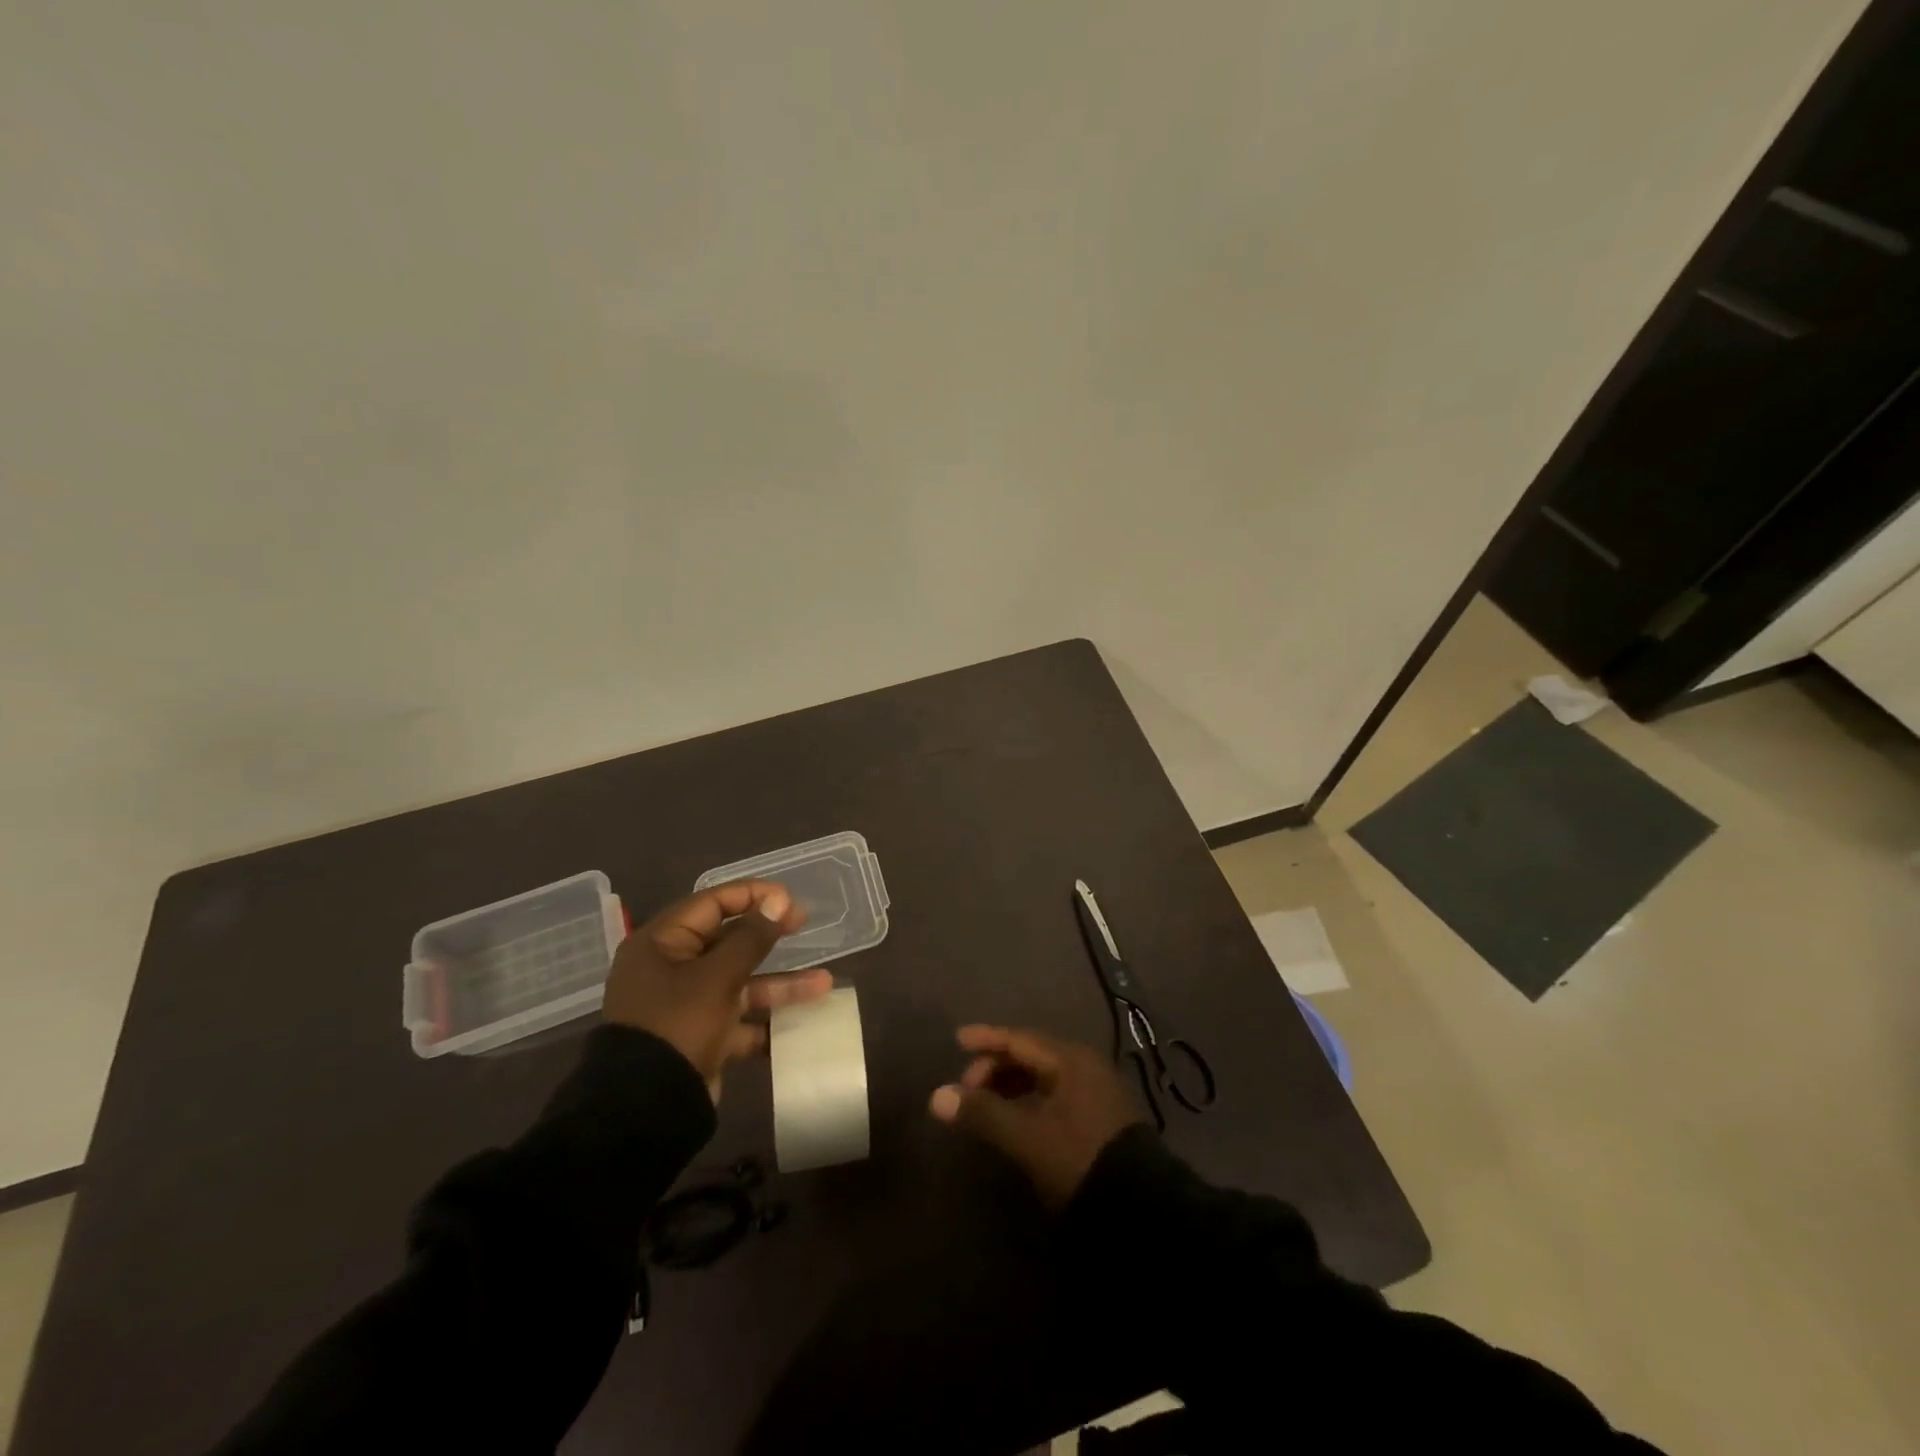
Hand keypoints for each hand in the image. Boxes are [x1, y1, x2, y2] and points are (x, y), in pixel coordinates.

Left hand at [604, 880, 832, 1100]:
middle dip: (769, 936)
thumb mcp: (718, 977)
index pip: (711, 903)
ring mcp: (687, 1005)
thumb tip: (777, 900)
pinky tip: (804, 1022)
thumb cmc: (678, 1025)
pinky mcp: (701, 1037)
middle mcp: (672, 968)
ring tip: (824, 984)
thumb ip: (752, 937)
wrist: (647, 1110)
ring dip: (780, 983)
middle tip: (804, 923)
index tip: (788, 898)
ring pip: (740, 982)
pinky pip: (740, 1019)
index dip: (752, 895)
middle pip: (727, 941)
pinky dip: (767, 1021)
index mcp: (662, 943)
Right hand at [928, 1025, 1142, 1207]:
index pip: (1020, 1039)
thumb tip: (937, 1096)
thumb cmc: (1079, 1159)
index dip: (987, 1039)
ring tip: (985, 1106)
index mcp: (1070, 1059)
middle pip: (1032, 1056)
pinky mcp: (1101, 1117)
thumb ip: (983, 1113)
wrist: (1141, 1209)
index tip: (957, 1040)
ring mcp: (1096, 1091)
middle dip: (996, 1067)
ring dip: (1012, 1086)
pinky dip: (1030, 1100)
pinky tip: (1016, 1120)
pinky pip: (1055, 1094)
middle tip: (967, 1088)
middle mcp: (1085, 1066)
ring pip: (1044, 1077)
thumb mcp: (1027, 1137)